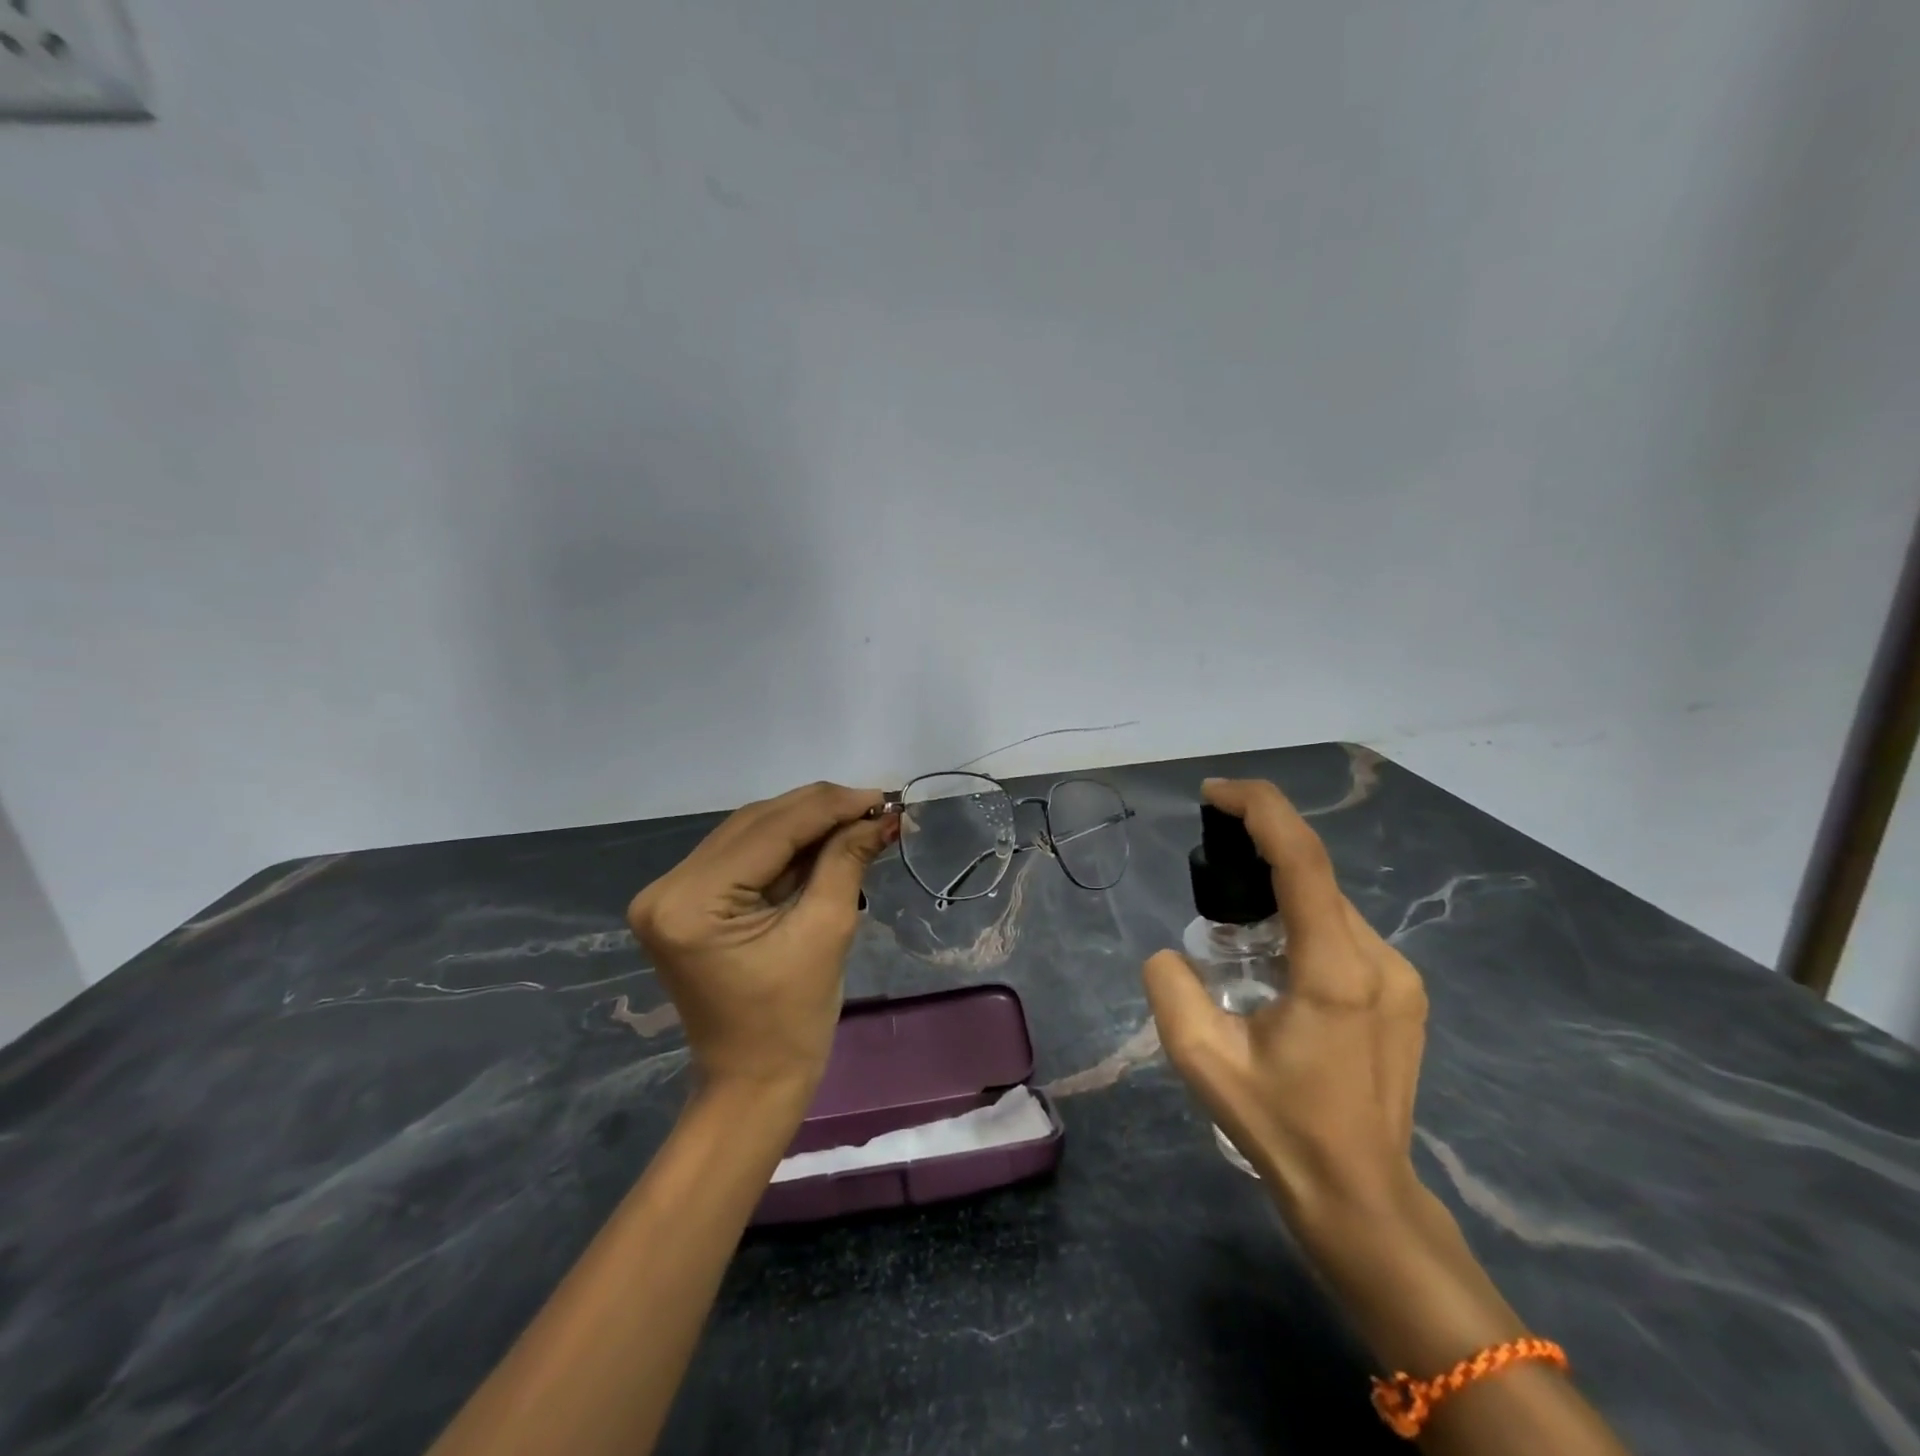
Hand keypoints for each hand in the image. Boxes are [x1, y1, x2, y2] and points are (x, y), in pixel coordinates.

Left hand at [628, 782, 898, 1092]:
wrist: (753, 1081)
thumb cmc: (792, 1020)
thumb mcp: (826, 931)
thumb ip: (846, 861)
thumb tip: (879, 816)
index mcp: (691, 903)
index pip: (769, 831)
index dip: (829, 807)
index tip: (880, 796)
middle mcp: (668, 887)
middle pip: (754, 824)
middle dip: (819, 811)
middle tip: (874, 806)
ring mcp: (670, 893)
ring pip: (749, 833)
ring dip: (805, 823)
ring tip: (857, 819)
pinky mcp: (685, 901)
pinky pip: (743, 856)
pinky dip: (786, 846)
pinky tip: (825, 838)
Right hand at [1143, 777, 1430, 1238]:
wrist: (1362, 1196)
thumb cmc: (1281, 1128)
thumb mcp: (1202, 1060)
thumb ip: (1170, 989)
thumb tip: (1170, 955)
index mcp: (1335, 970)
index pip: (1302, 858)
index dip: (1259, 809)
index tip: (1214, 794)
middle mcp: (1379, 960)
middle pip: (1315, 874)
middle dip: (1259, 850)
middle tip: (1208, 865)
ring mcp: (1399, 976)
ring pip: (1329, 903)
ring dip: (1279, 891)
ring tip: (1234, 928)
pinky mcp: (1403, 992)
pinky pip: (1343, 931)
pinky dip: (1301, 919)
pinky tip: (1272, 959)